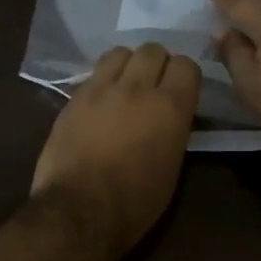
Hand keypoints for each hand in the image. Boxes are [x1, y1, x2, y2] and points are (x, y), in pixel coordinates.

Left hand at [31, 43, 201, 260]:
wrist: (79, 210)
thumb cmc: (135, 202)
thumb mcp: (172, 167)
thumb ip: (174, 130)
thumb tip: (170, 117)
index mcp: (170, 107)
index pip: (187, 65)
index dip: (185, 77)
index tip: (182, 92)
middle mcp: (137, 88)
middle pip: (153, 49)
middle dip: (157, 64)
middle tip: (154, 86)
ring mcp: (101, 89)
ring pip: (120, 53)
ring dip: (127, 65)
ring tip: (125, 86)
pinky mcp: (73, 98)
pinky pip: (94, 74)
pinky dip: (103, 81)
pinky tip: (101, 102)